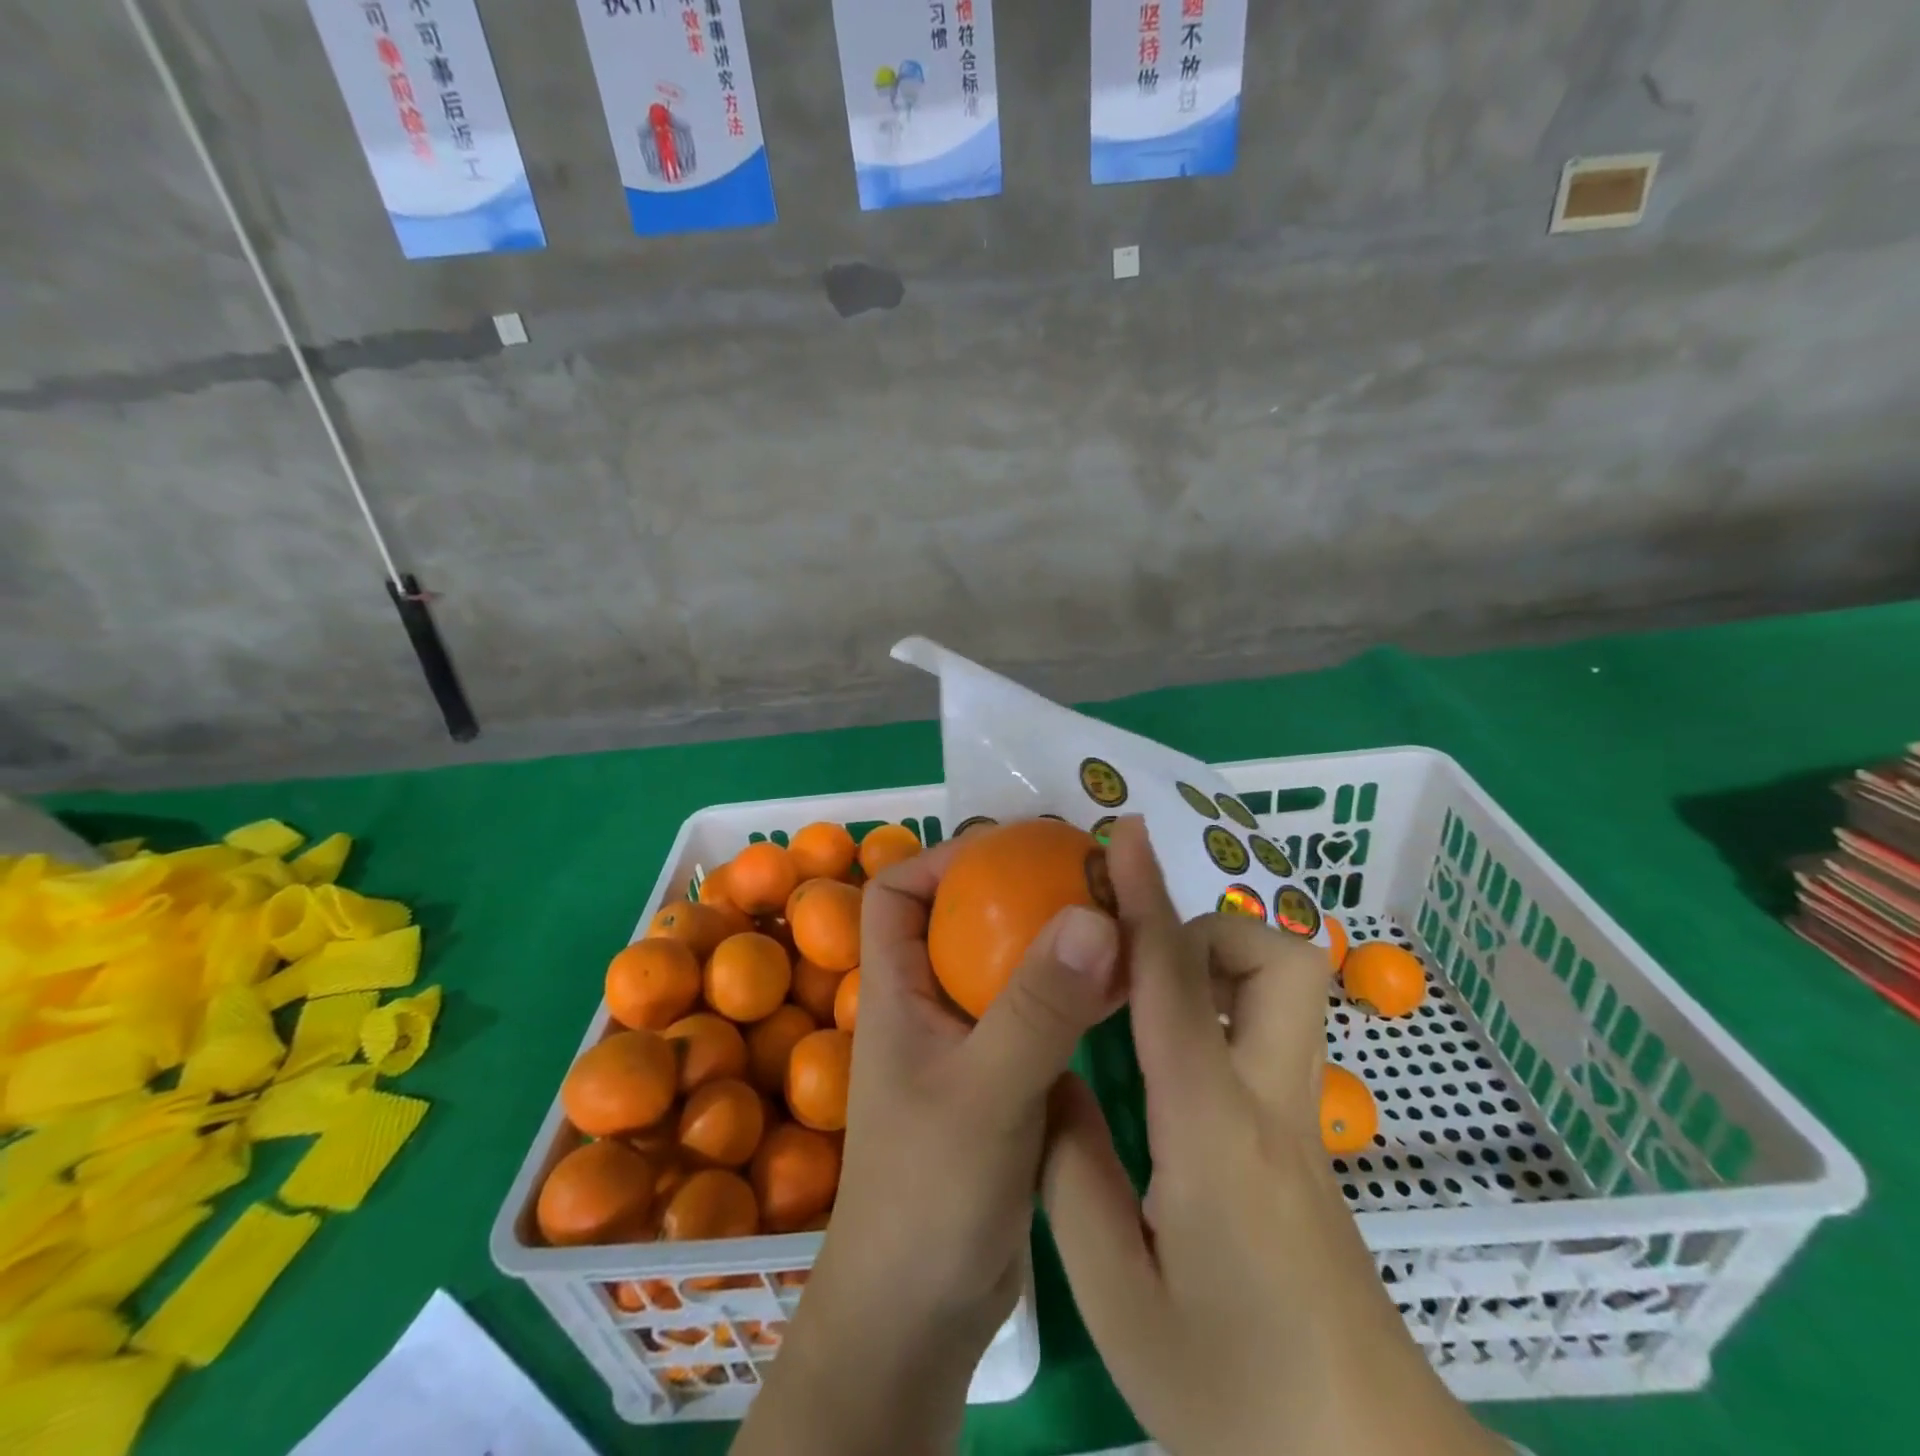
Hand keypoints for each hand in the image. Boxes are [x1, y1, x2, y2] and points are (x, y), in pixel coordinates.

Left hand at [734, 836, 1124, 1455]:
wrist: (922, 1316)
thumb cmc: (929, 1194)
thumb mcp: (985, 1093)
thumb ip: (1037, 1008)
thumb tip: (1092, 913)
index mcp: (897, 991)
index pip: (896, 894)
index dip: (943, 859)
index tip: (1010, 848)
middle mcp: (929, 1006)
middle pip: (964, 922)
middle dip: (1018, 891)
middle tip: (1087, 873)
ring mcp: (968, 1046)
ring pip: (1010, 969)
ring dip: (1057, 942)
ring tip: (1120, 915)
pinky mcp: (1004, 1082)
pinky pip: (1040, 1017)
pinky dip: (1078, 996)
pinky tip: (1128, 986)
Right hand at [1042, 817, 1505, 1455]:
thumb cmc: (1236, 1398)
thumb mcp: (1115, 1295)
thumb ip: (1071, 1169)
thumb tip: (1051, 1078)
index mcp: (1212, 1129)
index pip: (1176, 983)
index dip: (1146, 897)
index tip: (1127, 836)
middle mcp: (1269, 1104)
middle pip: (1279, 960)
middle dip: (1209, 929)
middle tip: (1137, 965)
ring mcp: (1300, 1126)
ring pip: (1287, 993)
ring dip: (1219, 968)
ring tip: (1145, 1010)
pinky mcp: (1307, 1150)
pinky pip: (1269, 1039)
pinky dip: (1221, 1015)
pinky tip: (1167, 1070)